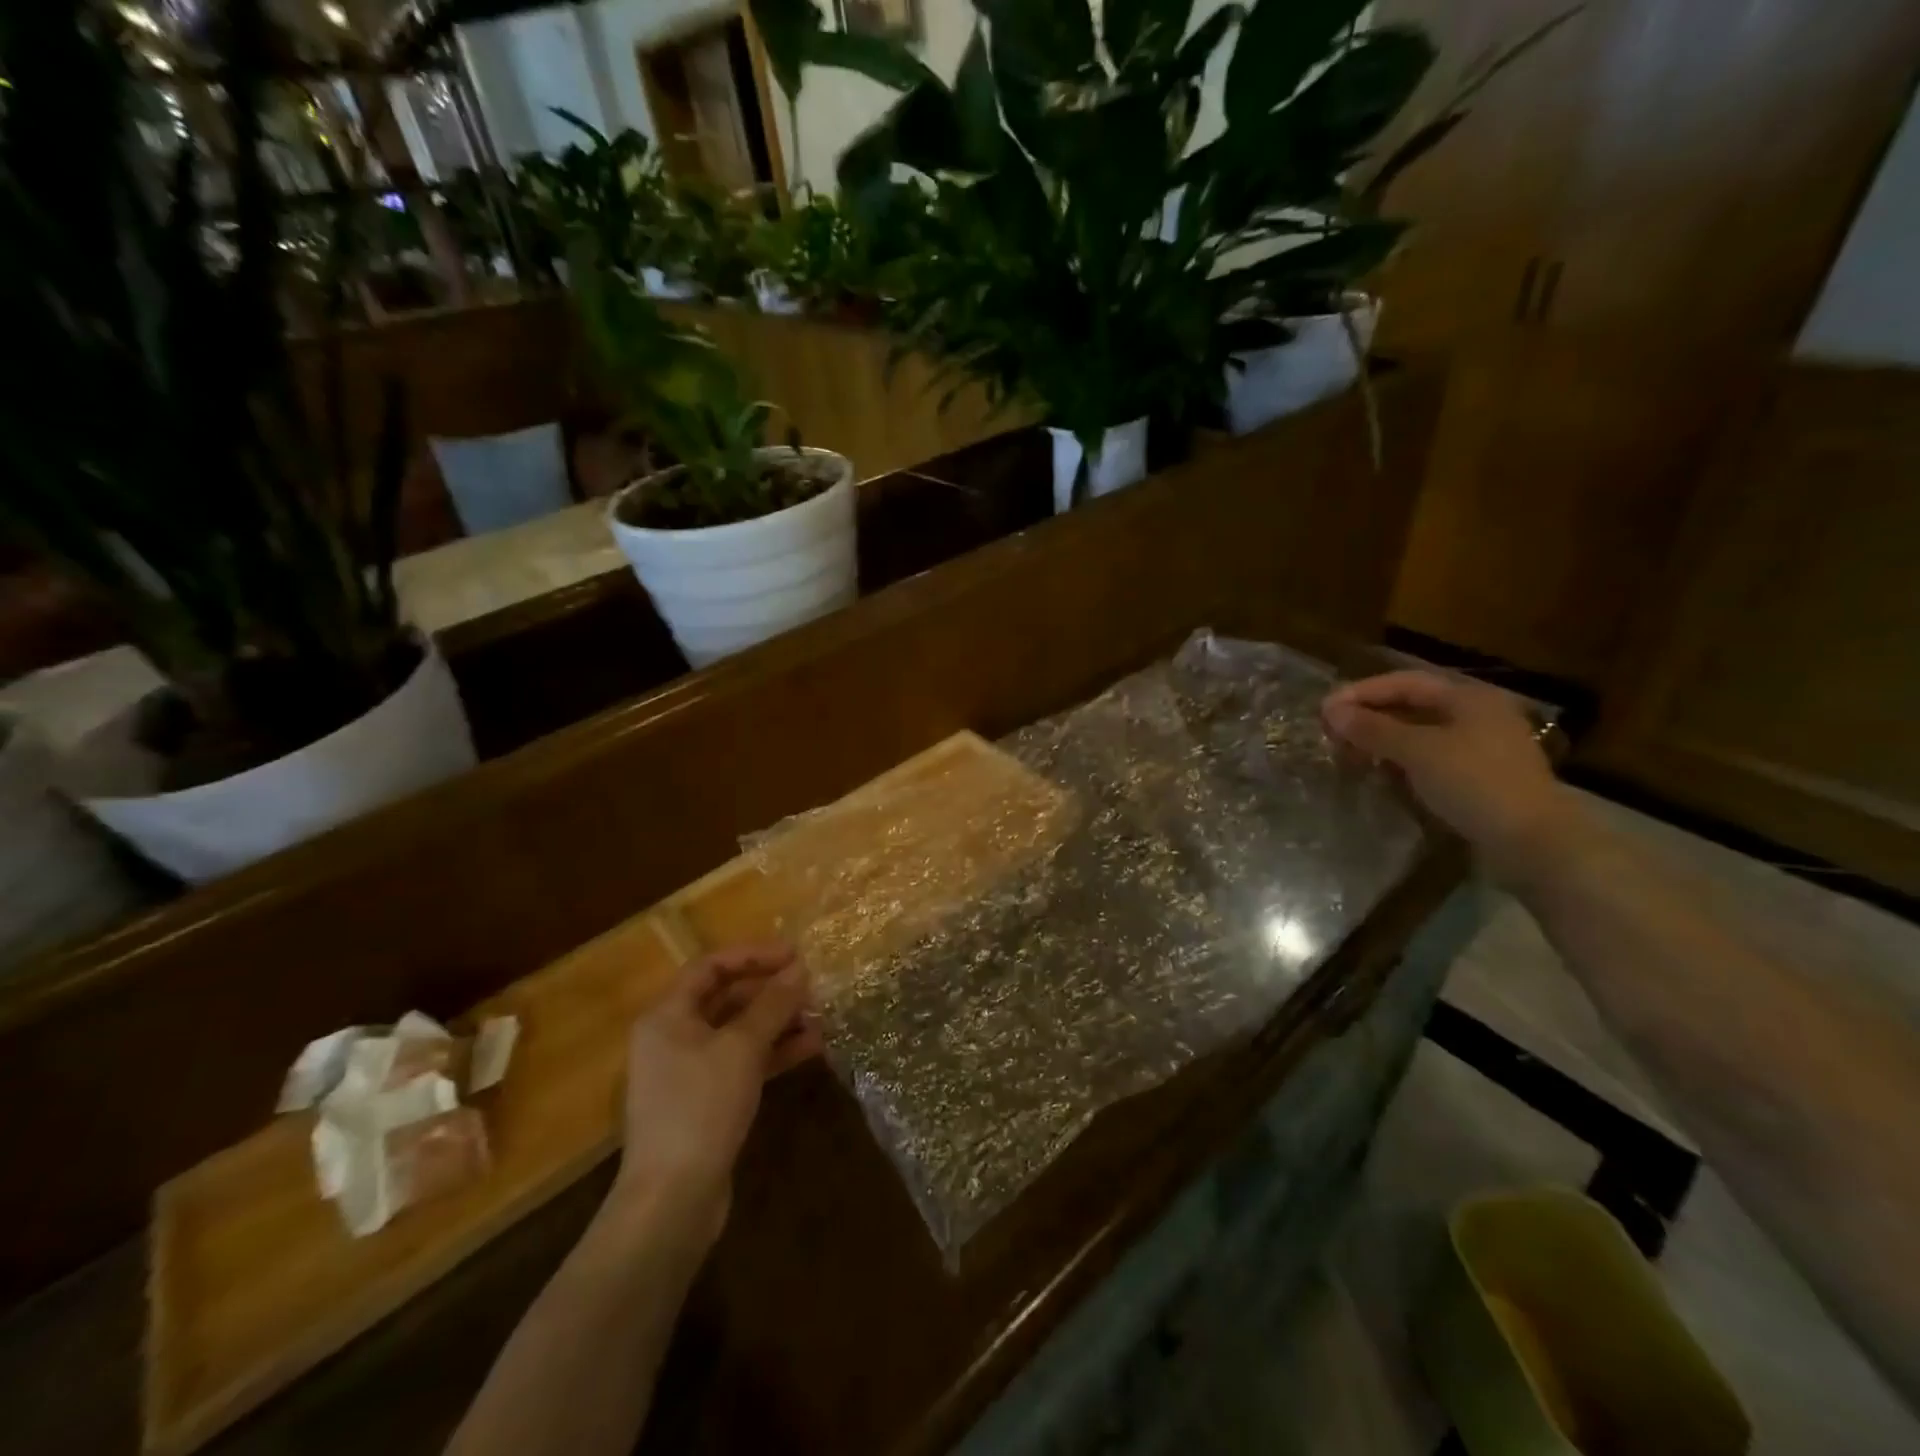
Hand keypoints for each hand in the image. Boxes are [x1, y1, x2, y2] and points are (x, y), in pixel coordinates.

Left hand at [606, 943, 822, 1249]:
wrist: (672, 1200)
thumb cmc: (700, 1108)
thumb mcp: (741, 1048)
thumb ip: (773, 1004)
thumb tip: (801, 969)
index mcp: (667, 1015)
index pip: (712, 966)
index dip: (754, 955)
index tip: (796, 955)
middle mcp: (674, 1036)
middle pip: (727, 998)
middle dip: (772, 991)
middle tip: (813, 987)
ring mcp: (690, 1071)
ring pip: (740, 1031)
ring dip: (779, 1022)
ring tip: (822, 1017)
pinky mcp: (707, 1101)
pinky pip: (744, 1062)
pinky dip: (774, 1052)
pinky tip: (812, 1048)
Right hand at [1322, 670, 1578, 883]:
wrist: (1532, 842)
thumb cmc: (1474, 783)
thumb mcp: (1418, 751)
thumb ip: (1373, 729)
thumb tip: (1333, 711)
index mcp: (1467, 698)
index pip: (1403, 682)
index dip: (1361, 692)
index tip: (1324, 709)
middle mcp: (1475, 714)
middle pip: (1411, 705)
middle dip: (1369, 715)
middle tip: (1332, 731)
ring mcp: (1478, 746)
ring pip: (1418, 732)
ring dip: (1381, 738)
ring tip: (1348, 751)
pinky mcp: (1476, 776)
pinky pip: (1428, 756)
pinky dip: (1399, 759)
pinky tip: (1379, 771)